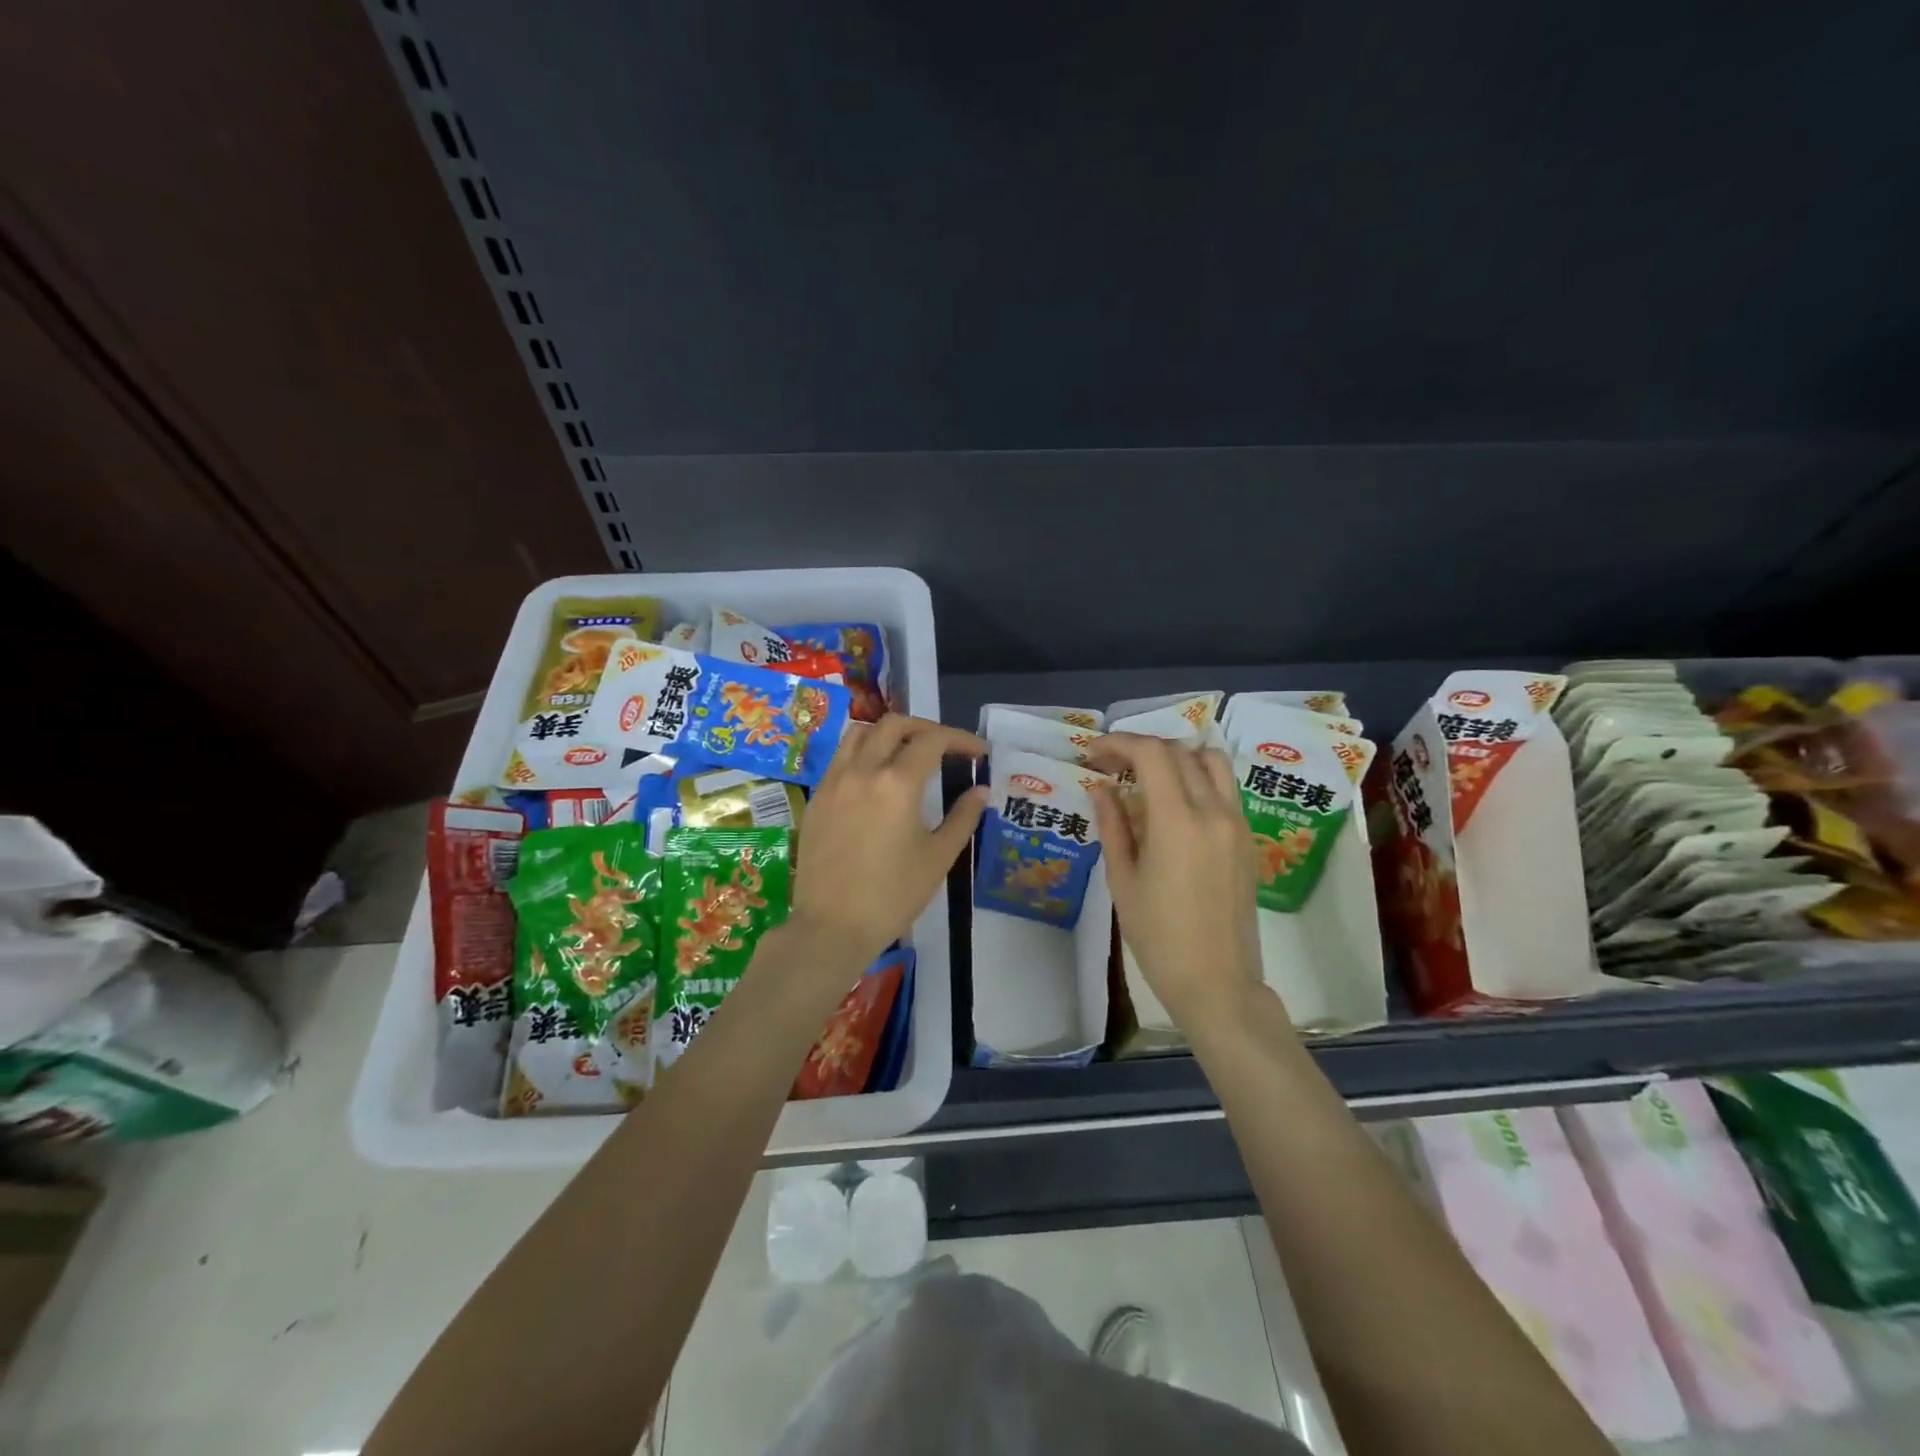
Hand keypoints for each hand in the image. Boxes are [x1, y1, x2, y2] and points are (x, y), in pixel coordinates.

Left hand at [785, 715, 988, 986]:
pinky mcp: (816, 798)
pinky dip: (863, 753)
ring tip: (907, 754)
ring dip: (888, 734)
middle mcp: (862, 771)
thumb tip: (982, 791)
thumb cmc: (892, 896)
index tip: (979, 752)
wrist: (831, 928)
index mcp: (897, 783)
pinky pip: (840, 758)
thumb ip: (963, 817)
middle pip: (894, 724)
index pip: (933, 740)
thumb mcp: (938, 857)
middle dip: (925, 728)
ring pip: (860, 733)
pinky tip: (876, 779)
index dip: (961, 739)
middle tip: (946, 748)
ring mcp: (833, 782)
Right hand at [1087, 734, 1265, 1030]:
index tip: (1094, 753)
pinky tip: (1174, 803)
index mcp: (1178, 821)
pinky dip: (1198, 778)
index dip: (1119, 743)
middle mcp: (1214, 811)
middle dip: (1142, 748)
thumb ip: (1112, 825)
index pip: (1151, 754)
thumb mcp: (1123, 880)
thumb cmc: (1158, 937)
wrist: (1217, 982)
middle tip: (1112, 765)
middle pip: (1180, 752)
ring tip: (1148, 777)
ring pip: (1212, 762)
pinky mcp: (1249, 840)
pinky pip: (1225, 789)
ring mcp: (1238, 824)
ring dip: (1177, 757)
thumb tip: (1101, 787)